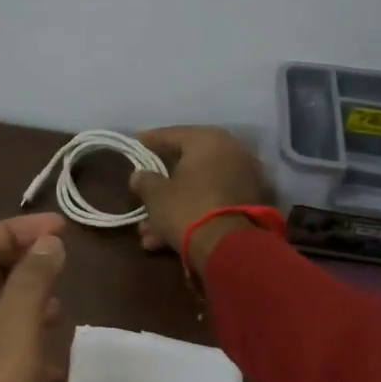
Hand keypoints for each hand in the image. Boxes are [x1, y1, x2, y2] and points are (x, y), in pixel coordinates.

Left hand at [0, 214, 67, 381]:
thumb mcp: (13, 332)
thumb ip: (32, 281)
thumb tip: (48, 243)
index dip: (13, 231)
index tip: (61, 229)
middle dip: (18, 265)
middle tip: (62, 259)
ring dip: (24, 307)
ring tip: (63, 302)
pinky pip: (0, 364)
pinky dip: (27, 352)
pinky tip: (57, 359)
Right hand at [128, 126, 268, 271]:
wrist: (228, 247)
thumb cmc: (187, 208)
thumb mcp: (155, 194)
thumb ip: (145, 180)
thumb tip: (139, 175)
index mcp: (208, 141)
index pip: (172, 134)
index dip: (148, 141)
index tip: (134, 144)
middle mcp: (230, 153)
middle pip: (185, 165)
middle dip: (160, 185)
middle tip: (139, 193)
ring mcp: (241, 180)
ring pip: (196, 189)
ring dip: (171, 208)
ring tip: (146, 232)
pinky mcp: (246, 206)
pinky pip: (209, 203)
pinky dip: (189, 216)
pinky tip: (163, 240)